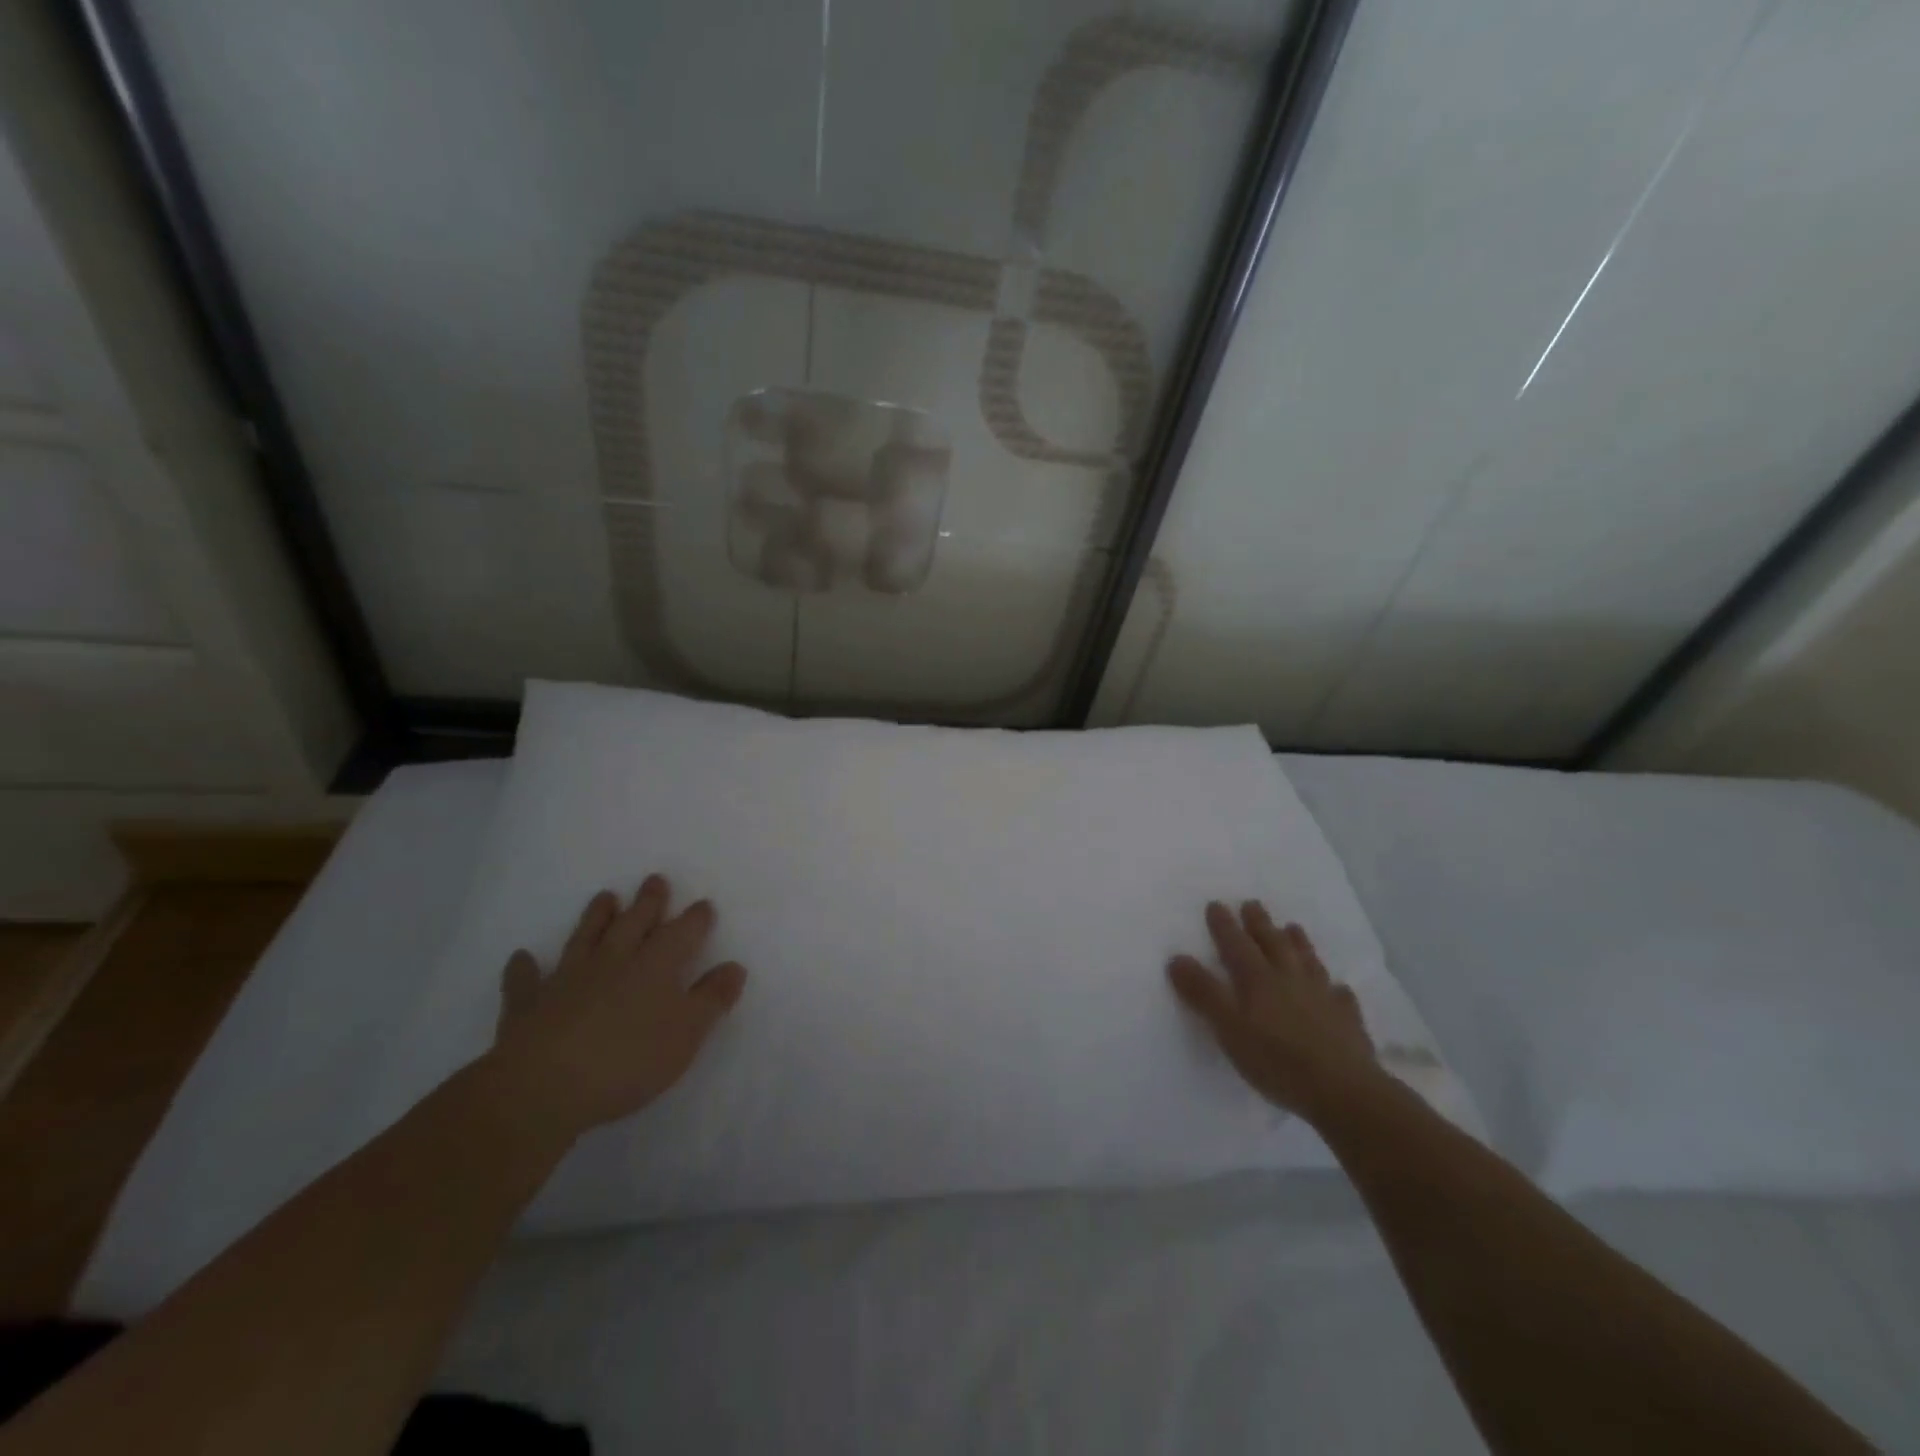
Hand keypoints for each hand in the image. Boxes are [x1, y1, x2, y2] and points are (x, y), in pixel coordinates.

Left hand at [486, 874, 747, 1140]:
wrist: (543, 1087)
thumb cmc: (628, 1059)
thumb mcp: (687, 1033)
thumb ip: (712, 998)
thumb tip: (734, 966)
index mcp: (655, 966)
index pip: (681, 933)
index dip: (695, 919)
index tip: (704, 905)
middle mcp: (613, 961)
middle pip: (634, 923)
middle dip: (648, 902)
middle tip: (655, 880)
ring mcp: (567, 979)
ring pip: (585, 938)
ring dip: (596, 917)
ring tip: (605, 897)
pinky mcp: (528, 1005)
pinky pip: (525, 980)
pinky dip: (524, 968)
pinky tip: (522, 957)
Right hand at [1168, 900, 1383, 1121]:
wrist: (1343, 1091)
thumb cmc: (1277, 1060)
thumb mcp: (1228, 1028)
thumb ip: (1203, 993)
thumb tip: (1177, 957)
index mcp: (1258, 980)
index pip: (1236, 945)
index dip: (1224, 925)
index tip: (1216, 904)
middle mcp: (1290, 979)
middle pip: (1273, 944)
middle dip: (1260, 923)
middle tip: (1252, 904)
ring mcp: (1323, 998)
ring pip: (1308, 961)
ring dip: (1298, 943)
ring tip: (1292, 928)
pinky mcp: (1347, 1021)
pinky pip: (1340, 996)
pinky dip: (1335, 988)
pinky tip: (1337, 988)